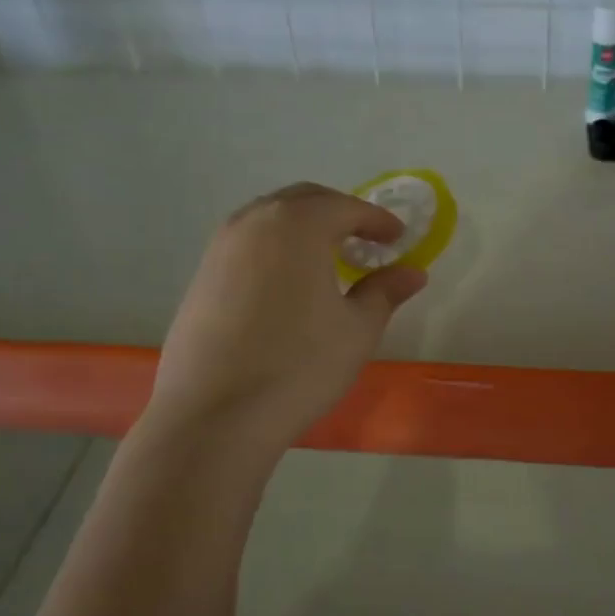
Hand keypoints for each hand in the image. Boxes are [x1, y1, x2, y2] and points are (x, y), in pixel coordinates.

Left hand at [151, 183, 427, 450]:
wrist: (215, 414)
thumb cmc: (299, 366)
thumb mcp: (357, 330)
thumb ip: (385, 292)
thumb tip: (413, 272)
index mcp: (298, 225)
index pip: (346, 207)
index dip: (378, 220)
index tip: (399, 238)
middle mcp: (254, 222)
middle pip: (304, 201)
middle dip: (339, 214)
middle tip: (366, 241)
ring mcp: (220, 248)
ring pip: (270, 219)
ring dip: (304, 228)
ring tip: (328, 260)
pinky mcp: (201, 276)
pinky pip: (248, 244)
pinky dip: (276, 249)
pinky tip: (289, 284)